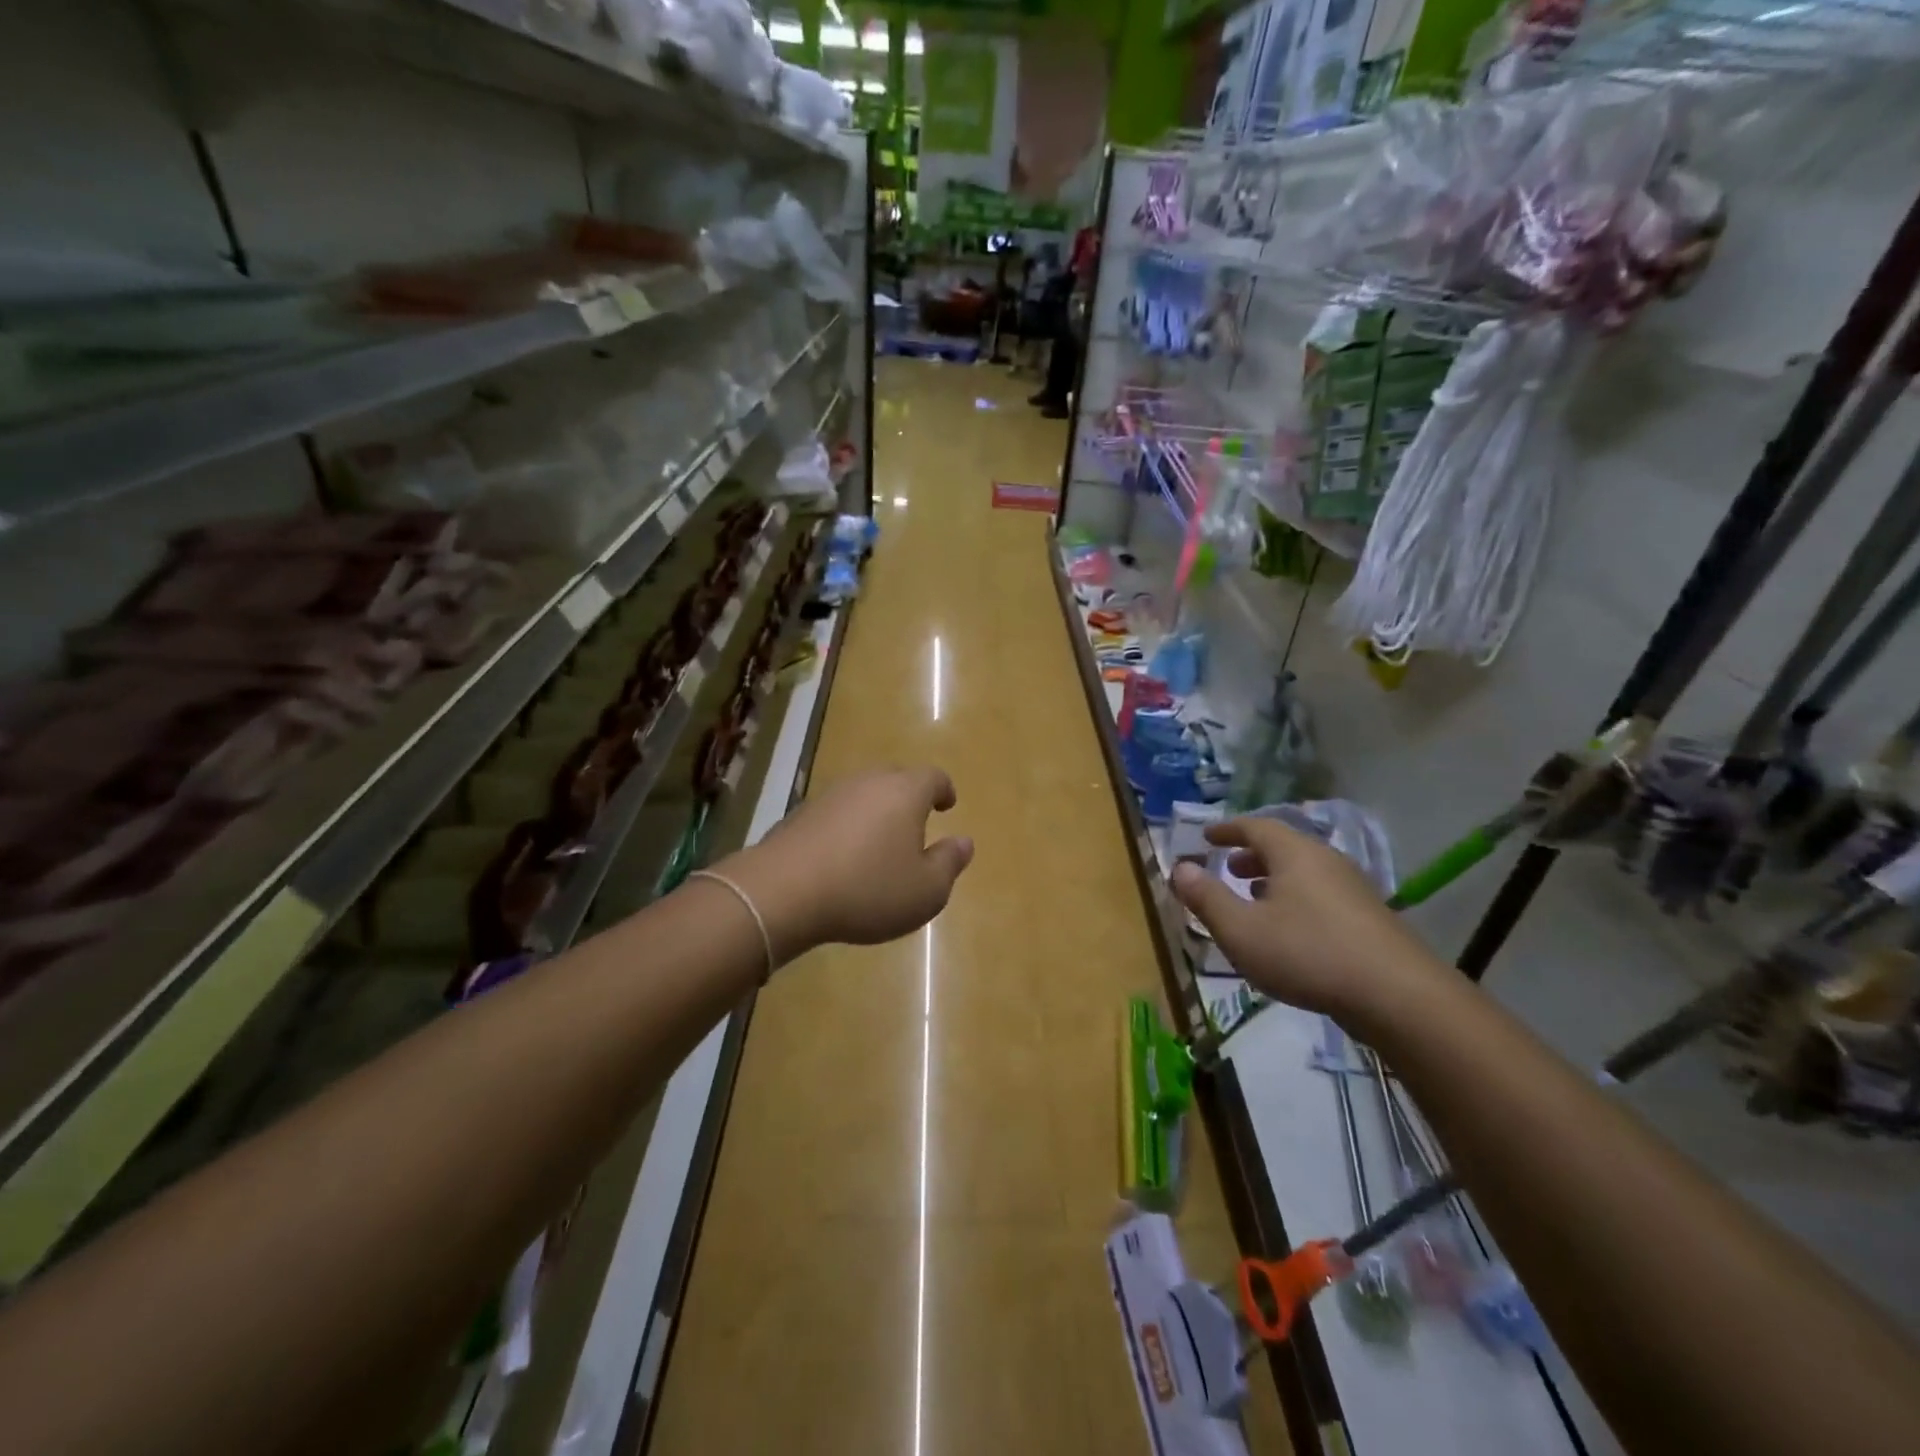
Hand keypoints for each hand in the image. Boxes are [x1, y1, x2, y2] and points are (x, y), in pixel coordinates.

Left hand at [720, 766, 973, 960]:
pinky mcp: (800, 814)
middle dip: (909, 797)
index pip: (933, 777)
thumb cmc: (868, 889)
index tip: (948, 804)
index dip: (944, 789)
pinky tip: (844, 856)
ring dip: (875, 812)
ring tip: (879, 842)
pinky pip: (836, 813)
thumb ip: (949, 863)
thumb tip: (964, 841)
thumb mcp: (925, 890)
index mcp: (905, 792)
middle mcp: (868, 782)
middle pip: (896, 778)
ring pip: (863, 794)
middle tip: (915, 822)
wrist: (783, 892)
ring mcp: (830, 795)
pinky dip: (847, 826)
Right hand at [1169, 817, 1443, 1023]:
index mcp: (1294, 853)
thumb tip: (1179, 867)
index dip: (1227, 830)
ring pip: (1304, 873)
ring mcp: (1353, 889)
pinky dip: (1296, 900)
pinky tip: (1291, 932)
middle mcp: (1325, 861)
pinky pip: (1321, 895)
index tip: (1207, 836)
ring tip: (1254, 900)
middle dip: (1251, 856)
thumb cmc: (1307, 953)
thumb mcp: (1241, 929)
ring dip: (1274, 880)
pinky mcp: (1370, 919)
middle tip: (1228, 869)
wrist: (1398, 996)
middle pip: (1283, 847)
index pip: (1255, 826)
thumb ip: (1207, 898)